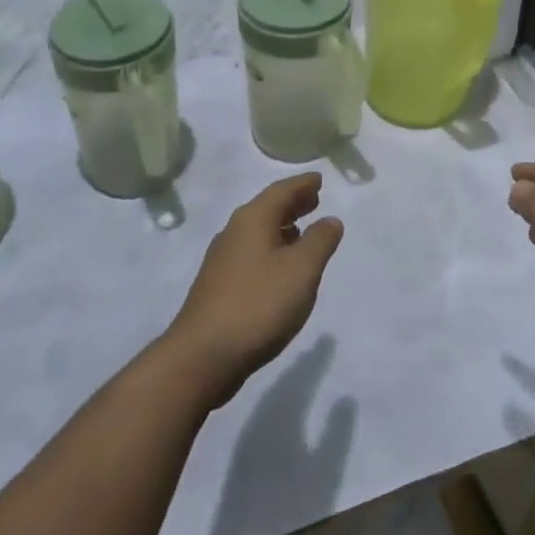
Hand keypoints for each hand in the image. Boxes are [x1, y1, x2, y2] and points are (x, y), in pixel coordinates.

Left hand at [161, 174, 343, 407]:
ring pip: (258, 232)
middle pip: (267, 209)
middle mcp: (234, 232)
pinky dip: (271, 249)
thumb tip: (330, 219)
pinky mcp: (219, 286)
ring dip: (282, 227)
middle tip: (314, 199)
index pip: (281, 191)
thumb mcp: (301, 270)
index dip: (302, 185)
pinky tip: (280, 267)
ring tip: (302, 230)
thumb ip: (319, 241)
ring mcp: (223, 260)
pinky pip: (251, 253)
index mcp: (252, 220)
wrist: (204, 355)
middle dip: (292, 203)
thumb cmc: (258, 304)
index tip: (318, 179)